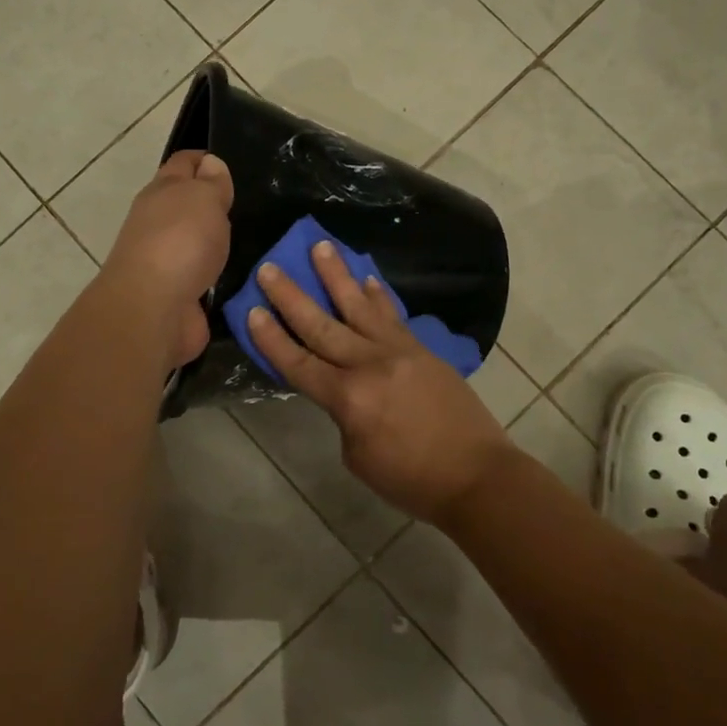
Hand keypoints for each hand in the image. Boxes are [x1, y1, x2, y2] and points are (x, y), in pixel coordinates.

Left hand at [102, 150, 233, 367]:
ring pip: (195, 242)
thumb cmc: (180, 242)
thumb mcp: (204, 198)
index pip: (183, 163)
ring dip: (214, 242)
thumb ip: (211, 182)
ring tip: (252, 242)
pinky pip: (203, 277)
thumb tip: (210, 164)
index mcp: (162, 192)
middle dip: (211, 203)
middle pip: (185, 204)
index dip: (204, 159)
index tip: (231, 165)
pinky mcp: (179, 294)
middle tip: (249, 206)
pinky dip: (217, 276)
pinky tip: (241, 277)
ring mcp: (166, 261)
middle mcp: (158, 223)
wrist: (154, 309)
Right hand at [245, 241, 513, 523]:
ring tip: (320, 245)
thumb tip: (342, 387)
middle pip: (322, 325)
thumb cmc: (411, 479)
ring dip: (337, 275)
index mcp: (348, 398)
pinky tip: (367, 278)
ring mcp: (399, 351)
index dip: (272, 339)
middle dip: (291, 296)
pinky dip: (378, 295)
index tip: (251, 309)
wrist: (475, 473)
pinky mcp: (422, 349)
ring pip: (359, 306)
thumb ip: (342, 414)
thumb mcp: (358, 456)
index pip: (299, 363)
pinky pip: (393, 316)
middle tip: (270, 266)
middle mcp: (369, 364)